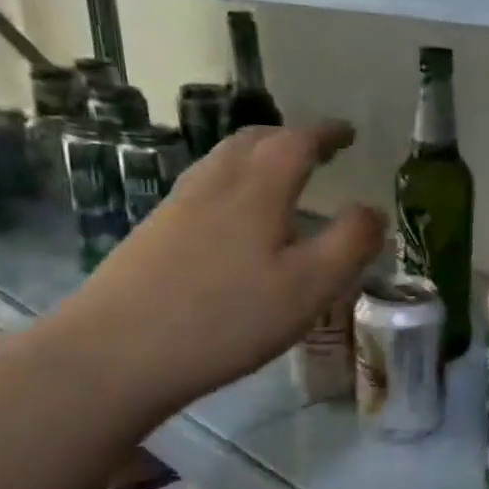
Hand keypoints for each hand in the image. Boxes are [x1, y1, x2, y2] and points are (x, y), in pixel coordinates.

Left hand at [52, 122, 385, 414]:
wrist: (114, 354)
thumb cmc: (226, 318)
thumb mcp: (310, 287)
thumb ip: (350, 244)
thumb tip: (374, 210)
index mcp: (257, 189)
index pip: (297, 142)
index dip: (326, 134)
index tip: (349, 134)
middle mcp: (214, 184)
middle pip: (253, 141)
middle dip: (290, 138)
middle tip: (318, 151)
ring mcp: (177, 207)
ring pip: (223, 162)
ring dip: (258, 156)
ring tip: (281, 177)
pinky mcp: (154, 234)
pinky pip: (204, 188)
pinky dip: (233, 182)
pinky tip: (236, 219)